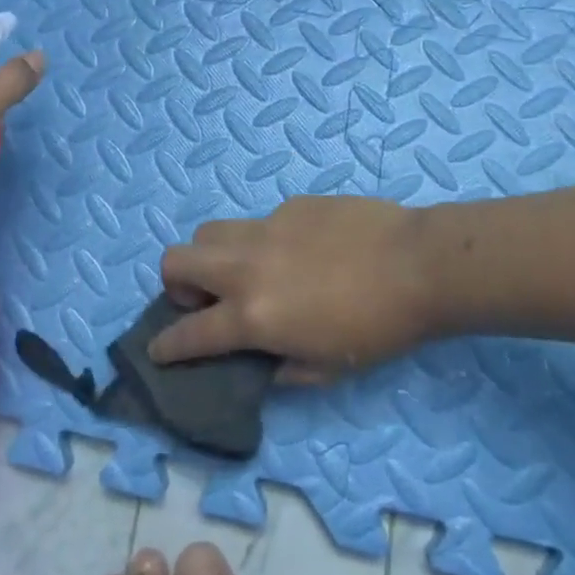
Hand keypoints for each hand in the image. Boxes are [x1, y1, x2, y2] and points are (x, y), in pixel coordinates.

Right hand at [149, 196, 435, 382]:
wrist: (417, 264)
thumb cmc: (376, 329)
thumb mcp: (326, 370)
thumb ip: (281, 369)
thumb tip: (260, 361)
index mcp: (252, 315)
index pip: (190, 333)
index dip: (166, 347)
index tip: (157, 349)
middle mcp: (245, 266)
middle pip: (175, 259)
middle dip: (175, 284)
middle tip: (206, 299)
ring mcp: (266, 228)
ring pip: (211, 231)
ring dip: (212, 255)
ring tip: (245, 271)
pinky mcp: (290, 205)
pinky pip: (260, 222)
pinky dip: (264, 241)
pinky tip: (304, 252)